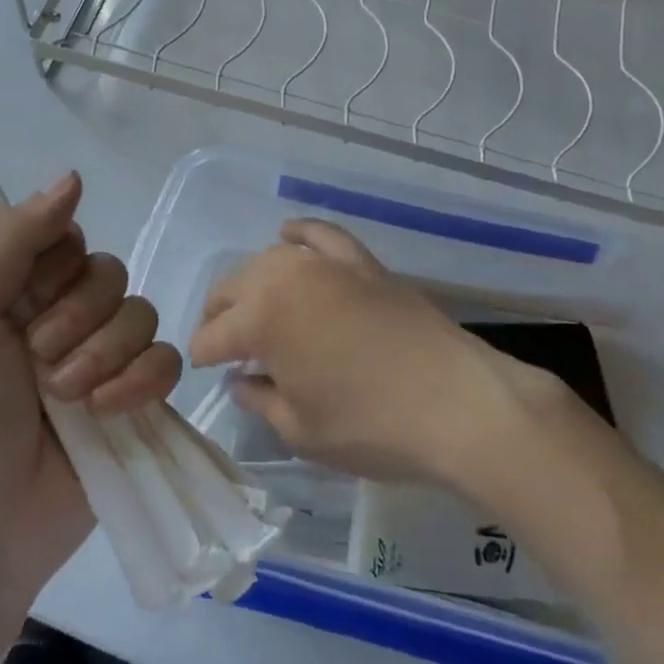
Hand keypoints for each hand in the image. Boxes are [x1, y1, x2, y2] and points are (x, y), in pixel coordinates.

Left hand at [0, 172, 180, 597]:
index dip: (57, 266)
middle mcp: (66, 315)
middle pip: (111, 274)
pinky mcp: (137, 398)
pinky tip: (108, 411)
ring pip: (142, 314)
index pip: (69, 239)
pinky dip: (140, 382)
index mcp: (21, 290)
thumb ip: (12, 240)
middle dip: (78, 319)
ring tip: (68, 398)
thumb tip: (74, 177)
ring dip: (105, 354)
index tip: (27, 302)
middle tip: (39, 362)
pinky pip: (167, 361)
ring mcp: (105, 358)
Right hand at [189, 219, 556, 490]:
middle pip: (234, 288)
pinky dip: (300, 233)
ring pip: (269, 260)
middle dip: (219, 315)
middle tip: (221, 344)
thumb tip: (241, 380)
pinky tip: (288, 236)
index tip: (205, 371)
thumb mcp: (301, 430)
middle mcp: (286, 278)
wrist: (459, 405)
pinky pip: (322, 235)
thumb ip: (260, 400)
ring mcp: (327, 265)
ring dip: (251, 281)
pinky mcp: (362, 263)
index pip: (214, 334)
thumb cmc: (371, 426)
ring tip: (250, 305)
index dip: (204, 355)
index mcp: (262, 319)